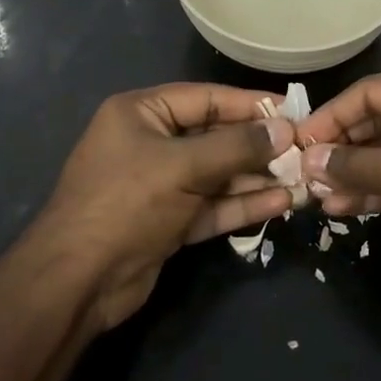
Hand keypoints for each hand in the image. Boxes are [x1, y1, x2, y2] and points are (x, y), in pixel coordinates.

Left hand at [32, 84, 294, 329]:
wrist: (77, 282)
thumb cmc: (126, 203)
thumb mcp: (183, 166)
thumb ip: (237, 146)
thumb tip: (285, 129)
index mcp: (142, 113)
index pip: (206, 98)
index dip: (250, 104)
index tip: (293, 109)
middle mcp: (151, 143)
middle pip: (215, 136)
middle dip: (258, 146)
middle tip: (303, 150)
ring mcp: (160, 184)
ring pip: (218, 174)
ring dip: (256, 177)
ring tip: (301, 178)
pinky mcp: (169, 220)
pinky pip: (212, 204)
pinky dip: (242, 204)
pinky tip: (281, 202)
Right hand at [296, 72, 380, 285]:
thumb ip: (351, 163)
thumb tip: (310, 160)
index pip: (369, 92)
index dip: (332, 114)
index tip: (300, 141)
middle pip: (374, 121)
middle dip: (339, 147)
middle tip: (304, 170)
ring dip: (349, 173)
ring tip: (315, 195)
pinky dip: (369, 190)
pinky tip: (339, 208)